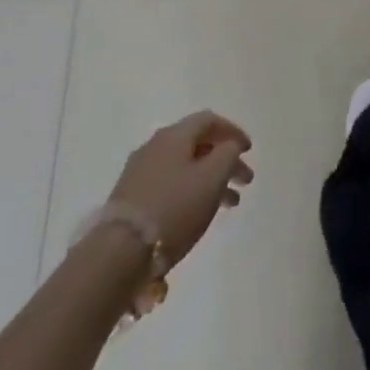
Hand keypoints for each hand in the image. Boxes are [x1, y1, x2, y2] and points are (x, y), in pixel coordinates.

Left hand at [107, 112, 252, 268]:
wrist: (120, 250)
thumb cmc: (174, 208)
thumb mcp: (212, 178)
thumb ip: (227, 154)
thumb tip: (229, 145)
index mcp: (174, 135)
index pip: (208, 120)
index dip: (232, 131)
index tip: (249, 150)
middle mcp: (155, 145)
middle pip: (197, 144)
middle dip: (224, 159)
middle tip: (245, 181)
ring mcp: (141, 170)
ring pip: (185, 166)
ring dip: (210, 179)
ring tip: (230, 204)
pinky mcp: (132, 196)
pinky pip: (171, 183)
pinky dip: (192, 190)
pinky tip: (199, 212)